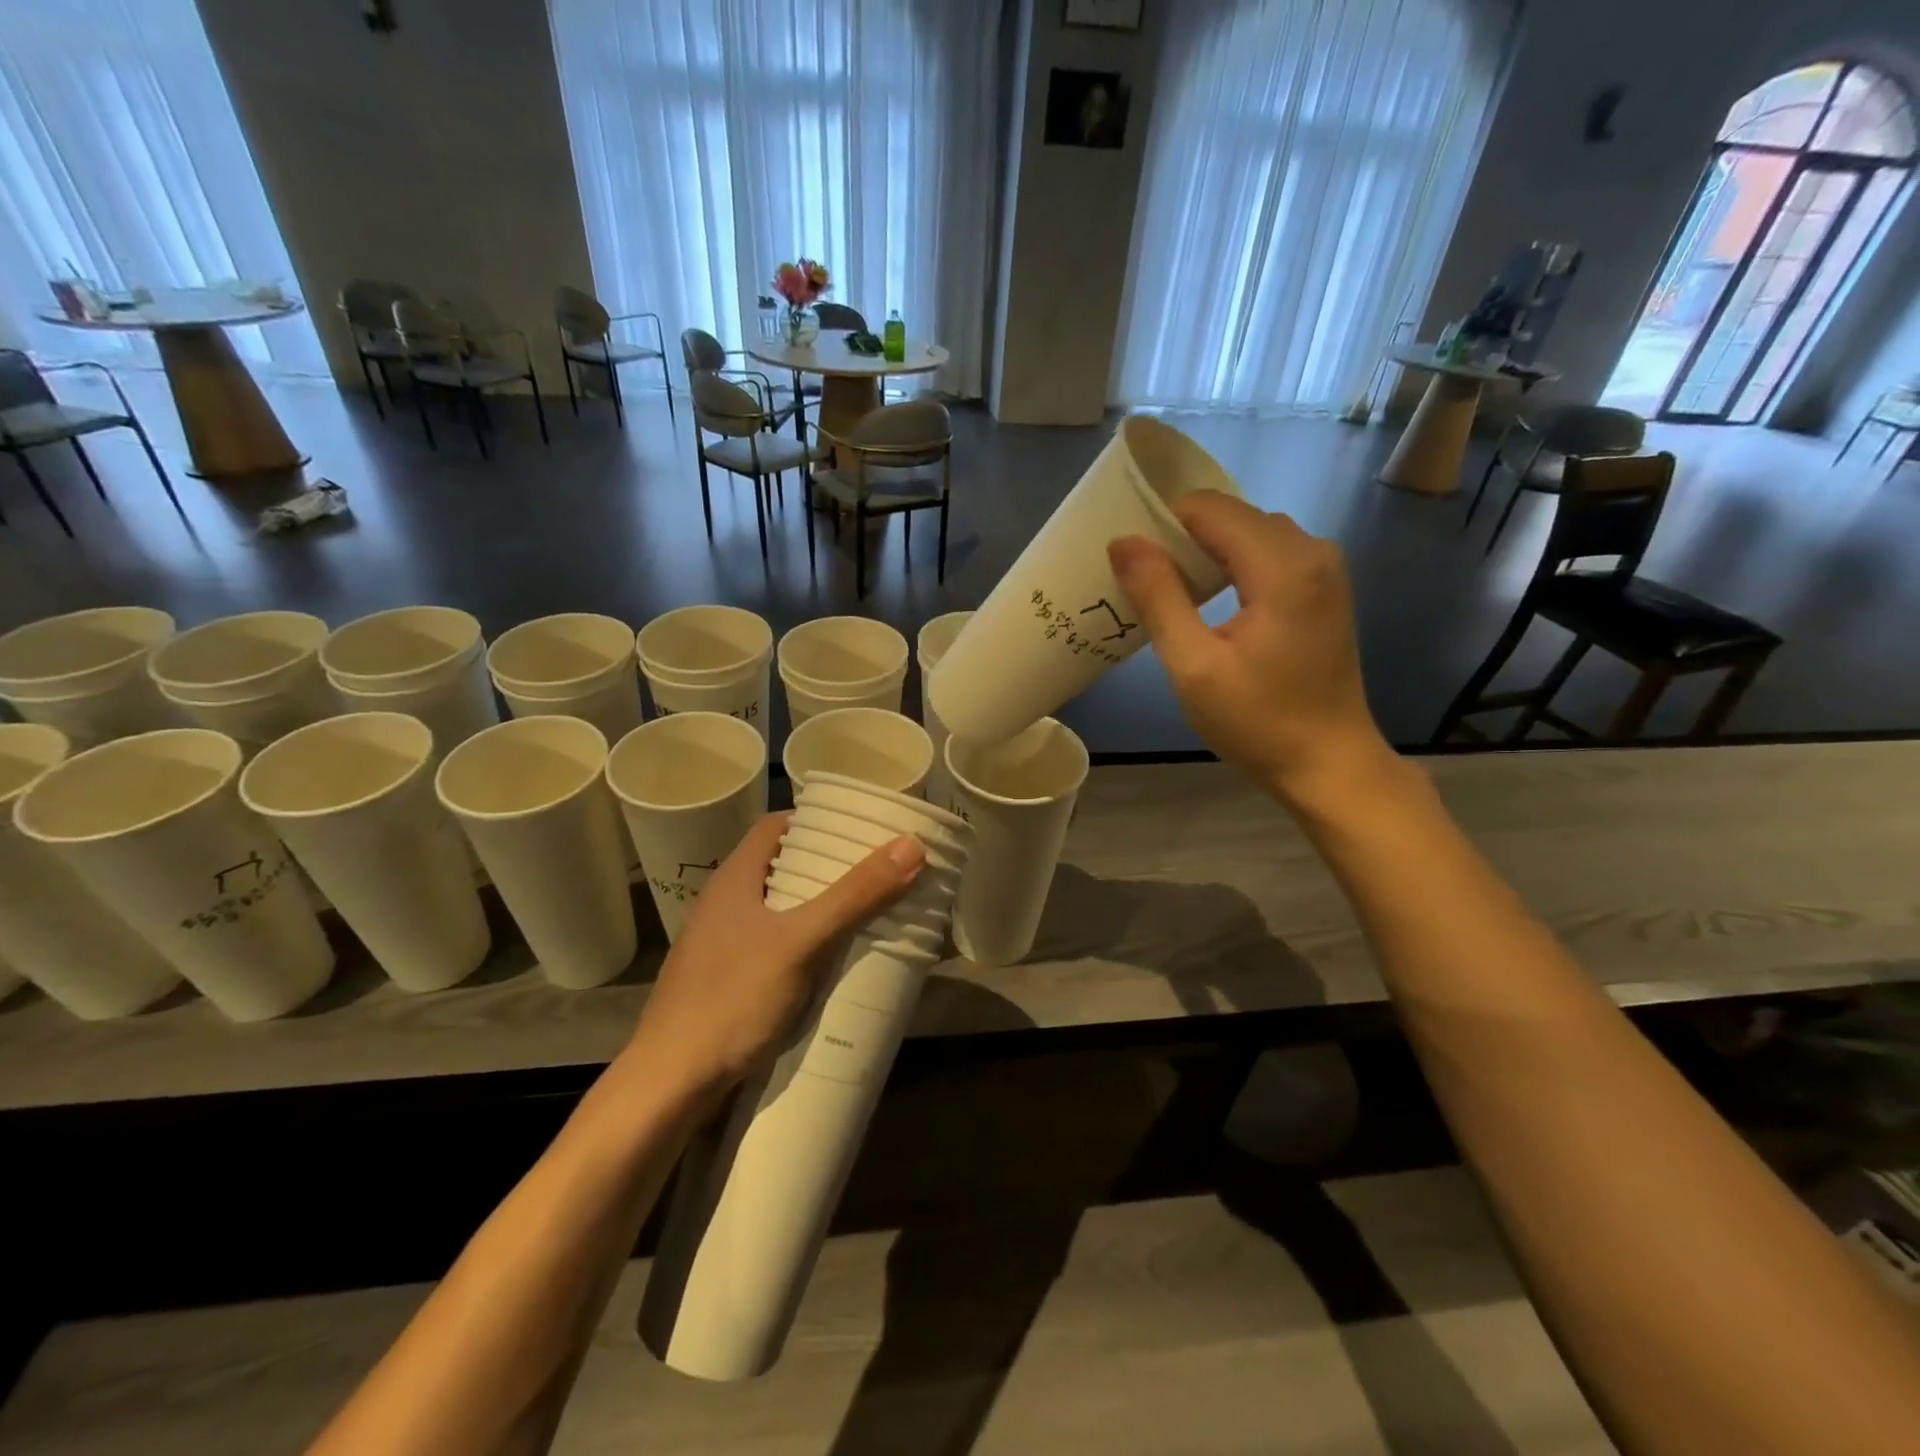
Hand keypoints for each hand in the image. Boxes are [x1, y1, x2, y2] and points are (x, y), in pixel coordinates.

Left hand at [624, 814, 924, 1097]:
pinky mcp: (726, 979)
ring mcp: (722, 943)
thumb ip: (854, 896)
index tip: (860, 826)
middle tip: (877, 870)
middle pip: (782, 866)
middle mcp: (725, 903)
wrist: (669, 1085)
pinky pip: (775, 944)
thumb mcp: (801, 943)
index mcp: (734, 878)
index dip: (817, 819)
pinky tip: (832, 961)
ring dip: (820, 906)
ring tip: (866, 911)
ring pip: (780, 908)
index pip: (777, 825)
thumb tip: (911, 845)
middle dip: (829, 866)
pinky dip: (806, 942)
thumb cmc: (731, 1000)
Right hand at [1108, 493, 1392, 805]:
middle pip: (1233, 516)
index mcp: (1283, 565)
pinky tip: (1209, 599)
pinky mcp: (1325, 590)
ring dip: (1208, 549)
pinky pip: (1270, 554)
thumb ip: (1159, 596)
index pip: (1210, 509)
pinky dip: (1234, 562)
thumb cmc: (1258, 721)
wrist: (1329, 764)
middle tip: (1140, 575)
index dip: (1163, 521)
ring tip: (1168, 588)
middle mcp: (1313, 551)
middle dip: (1183, 535)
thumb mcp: (1194, 665)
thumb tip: (1123, 542)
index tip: (1128, 555)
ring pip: (1251, 532)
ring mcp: (1325, 570)